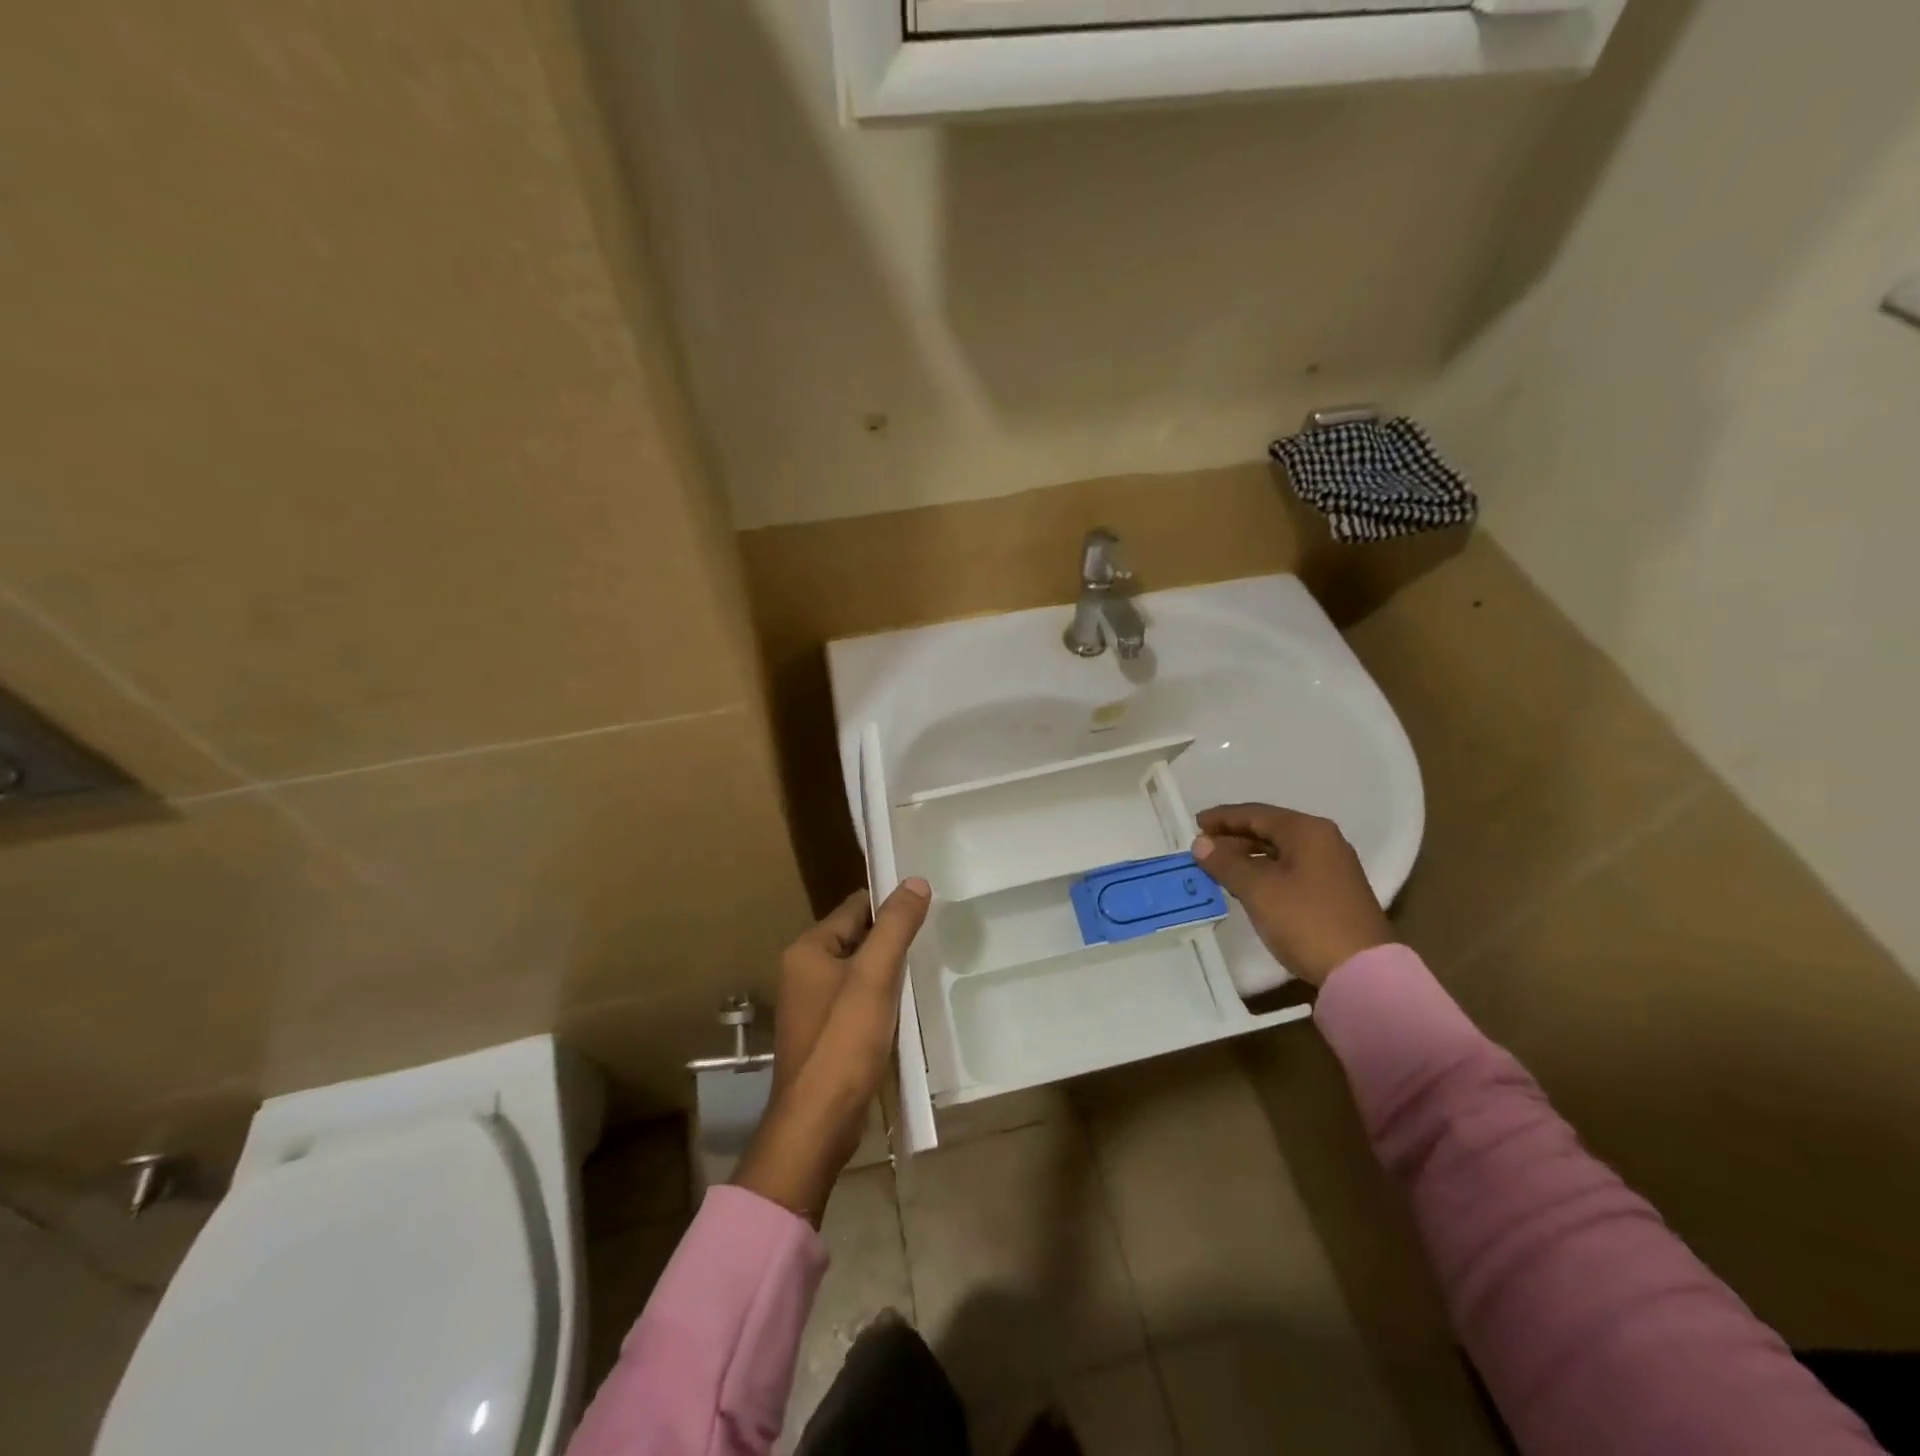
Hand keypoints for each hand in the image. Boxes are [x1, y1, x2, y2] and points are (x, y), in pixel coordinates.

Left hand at [734, 879, 931, 1223]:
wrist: (817, 1123)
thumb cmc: (843, 1042)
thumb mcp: (875, 976)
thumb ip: (896, 926)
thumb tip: (915, 881)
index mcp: (807, 949)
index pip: (856, 907)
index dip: (890, 905)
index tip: (926, 906)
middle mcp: (803, 971)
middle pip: (857, 937)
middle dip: (891, 939)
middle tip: (933, 937)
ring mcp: (813, 1005)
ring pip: (860, 971)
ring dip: (888, 971)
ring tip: (925, 970)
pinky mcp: (825, 1033)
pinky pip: (857, 1000)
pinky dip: (880, 998)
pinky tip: (904, 1008)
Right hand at [1193, 804, 1392, 986]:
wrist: (1362, 972)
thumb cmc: (1306, 920)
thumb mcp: (1258, 889)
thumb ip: (1225, 862)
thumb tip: (1200, 844)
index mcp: (1307, 831)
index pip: (1255, 813)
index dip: (1222, 818)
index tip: (1194, 824)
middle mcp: (1323, 841)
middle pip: (1269, 829)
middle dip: (1233, 838)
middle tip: (1203, 850)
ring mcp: (1332, 867)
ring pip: (1279, 851)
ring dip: (1247, 857)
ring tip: (1219, 869)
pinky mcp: (1333, 892)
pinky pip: (1290, 869)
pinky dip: (1264, 872)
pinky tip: (1247, 886)